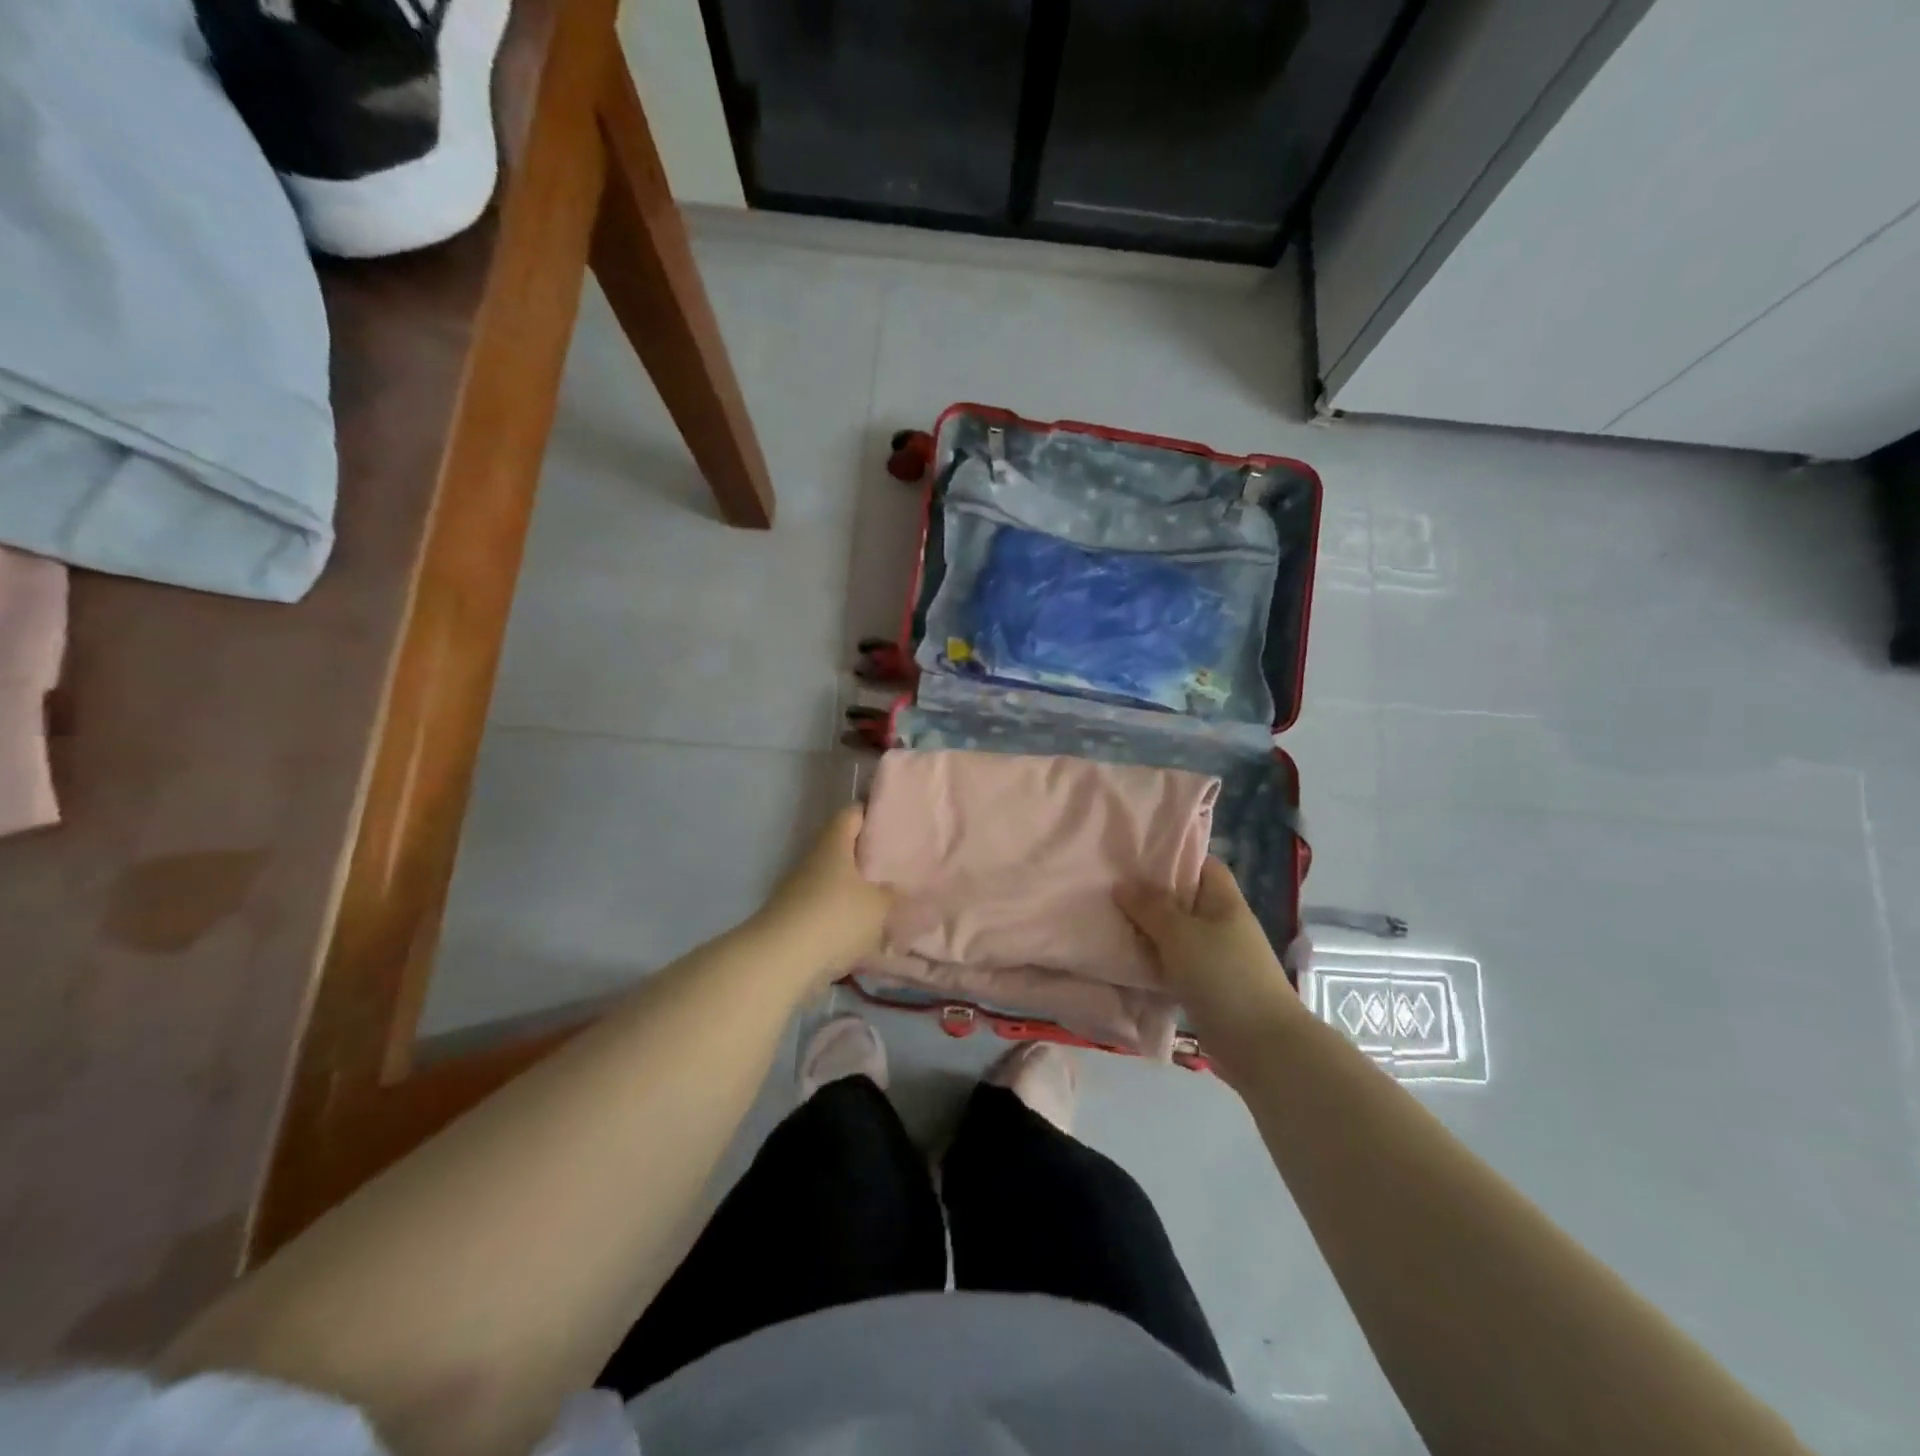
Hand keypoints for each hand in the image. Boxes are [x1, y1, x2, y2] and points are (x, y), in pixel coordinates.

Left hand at [751, 805, 892, 984]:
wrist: (780, 962)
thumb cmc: (835, 918)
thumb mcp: (878, 906)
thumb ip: (893, 894)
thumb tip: (898, 889)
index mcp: (833, 844)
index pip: (852, 814)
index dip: (873, 814)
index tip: (895, 823)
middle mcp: (813, 860)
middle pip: (843, 849)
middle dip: (868, 858)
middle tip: (898, 866)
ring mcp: (799, 890)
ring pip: (835, 882)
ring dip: (856, 891)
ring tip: (887, 902)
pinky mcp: (794, 920)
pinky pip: (826, 910)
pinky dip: (844, 918)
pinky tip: (866, 933)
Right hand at [1117, 858, 1303, 1085]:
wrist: (1261, 1046)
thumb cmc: (1223, 976)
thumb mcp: (1180, 933)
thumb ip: (1150, 907)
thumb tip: (1123, 884)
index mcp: (1225, 901)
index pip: (1201, 865)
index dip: (1172, 857)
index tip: (1135, 856)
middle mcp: (1222, 924)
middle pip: (1183, 900)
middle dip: (1149, 896)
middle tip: (1109, 888)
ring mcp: (1216, 958)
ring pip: (1175, 935)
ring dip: (1148, 932)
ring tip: (1108, 921)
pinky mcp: (1207, 988)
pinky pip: (1174, 965)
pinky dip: (1153, 962)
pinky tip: (1125, 960)